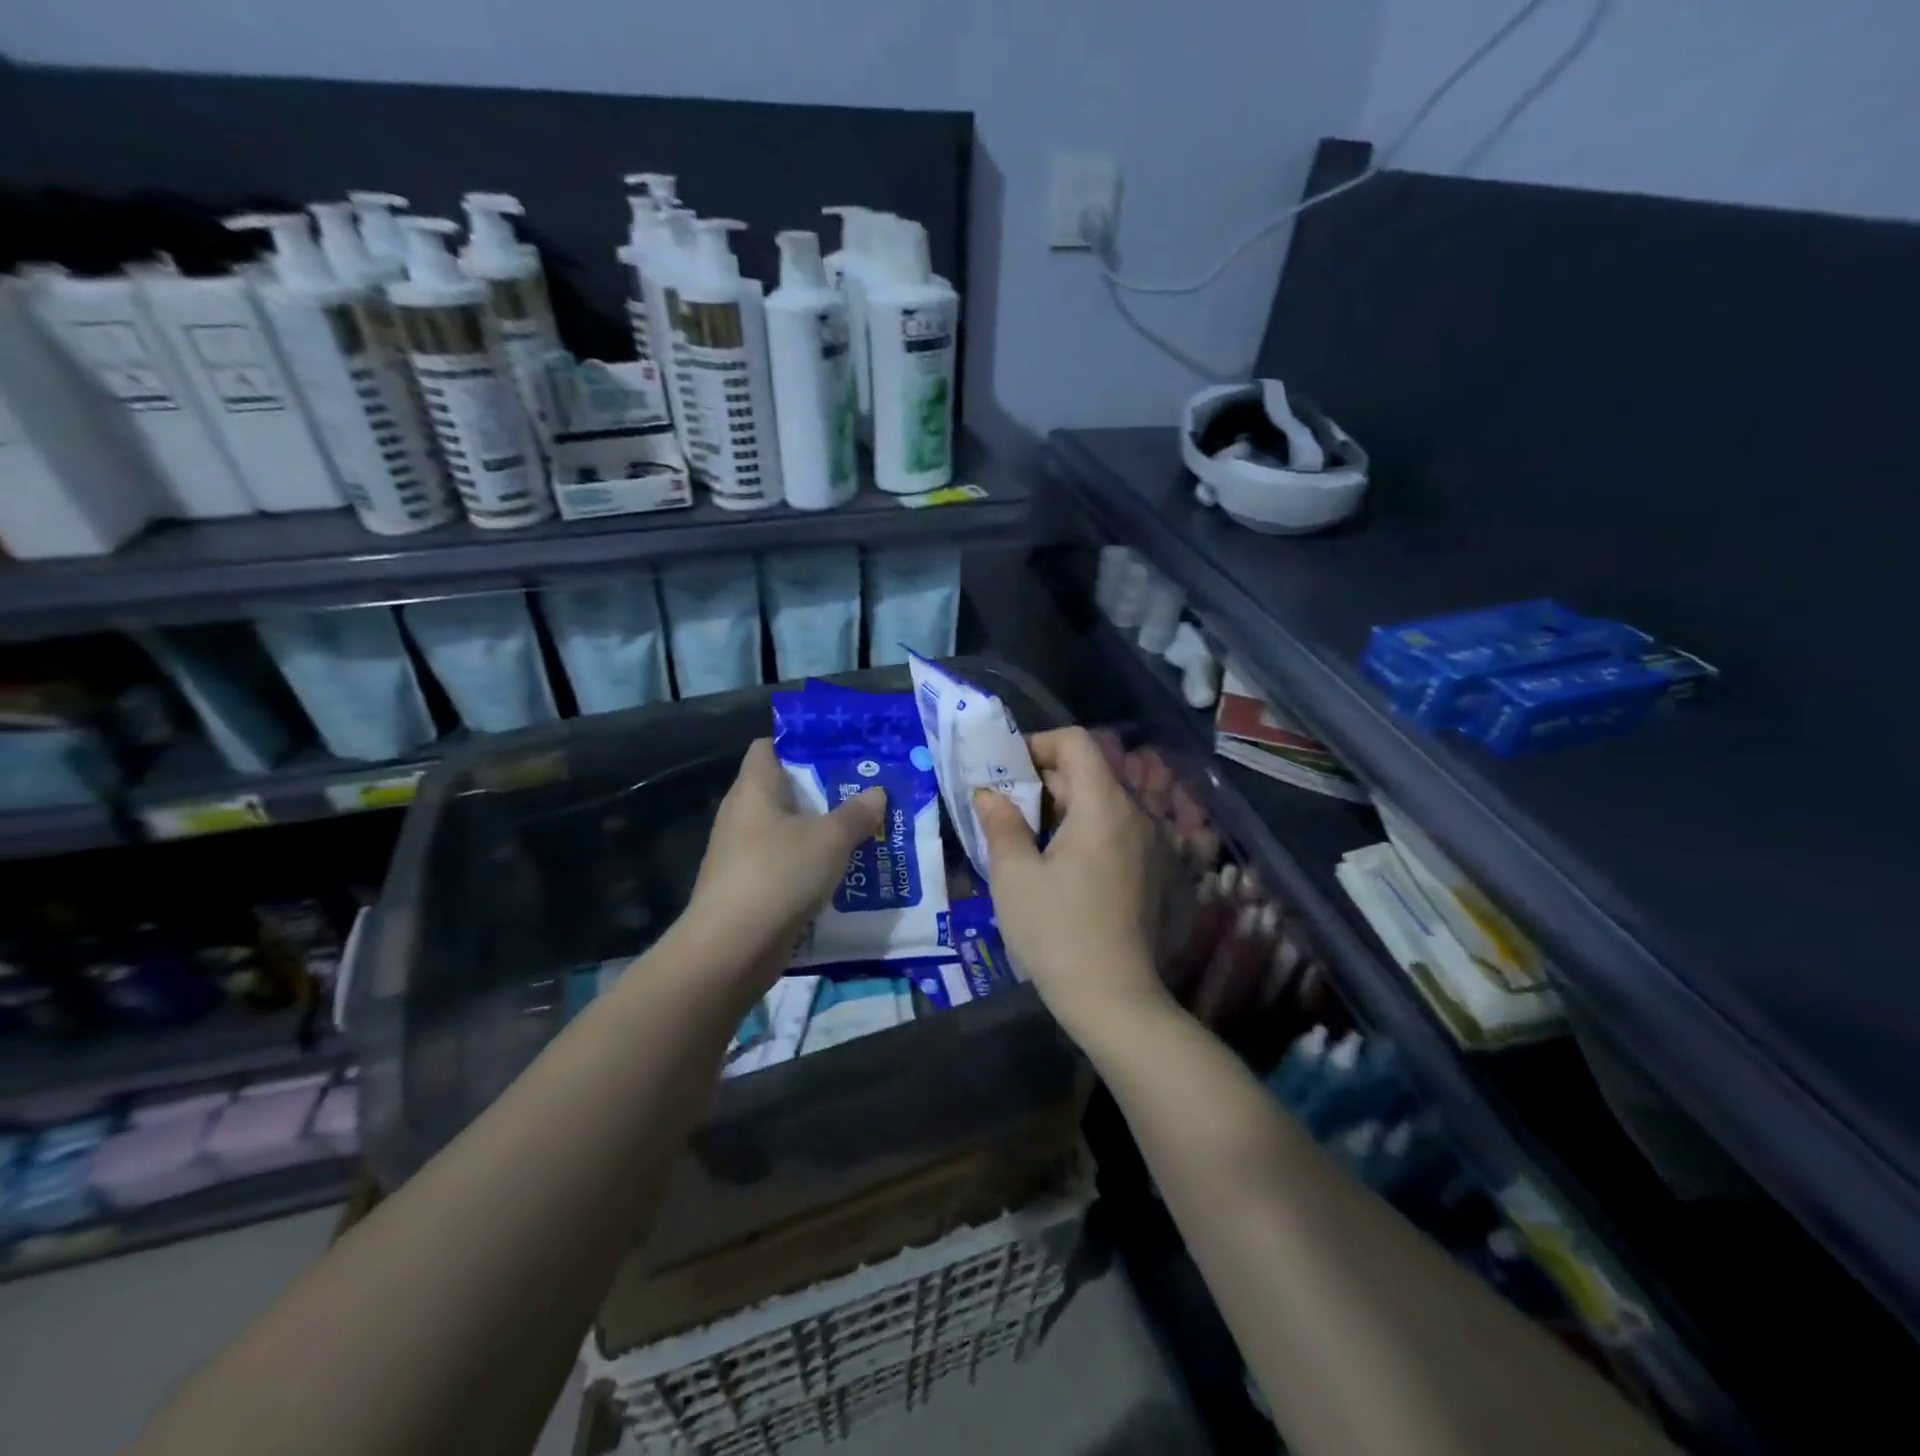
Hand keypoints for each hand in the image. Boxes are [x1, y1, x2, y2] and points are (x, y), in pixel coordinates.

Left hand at [681, 739, 885, 988]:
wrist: (732, 947)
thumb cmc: (779, 874)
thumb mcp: (830, 839)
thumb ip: (856, 814)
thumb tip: (877, 792)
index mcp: (754, 789)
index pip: (767, 747)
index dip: (799, 743)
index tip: (837, 751)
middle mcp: (742, 815)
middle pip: (783, 790)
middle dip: (823, 791)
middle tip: (864, 792)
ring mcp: (741, 853)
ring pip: (787, 830)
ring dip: (820, 832)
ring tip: (862, 831)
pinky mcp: (748, 887)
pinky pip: (784, 863)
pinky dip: (810, 864)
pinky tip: (841, 872)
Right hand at [973, 727, 1172, 1041]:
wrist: (1114, 999)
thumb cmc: (1057, 931)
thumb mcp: (1014, 876)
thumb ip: (1000, 824)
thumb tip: (989, 794)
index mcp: (1104, 806)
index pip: (1076, 742)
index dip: (1037, 744)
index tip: (1006, 772)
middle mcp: (1135, 815)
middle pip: (1087, 773)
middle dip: (1041, 781)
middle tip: (1001, 808)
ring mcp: (1148, 845)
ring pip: (1098, 804)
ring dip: (1058, 809)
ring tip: (1021, 838)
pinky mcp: (1150, 872)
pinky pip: (1111, 832)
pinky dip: (1079, 832)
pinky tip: (1052, 865)